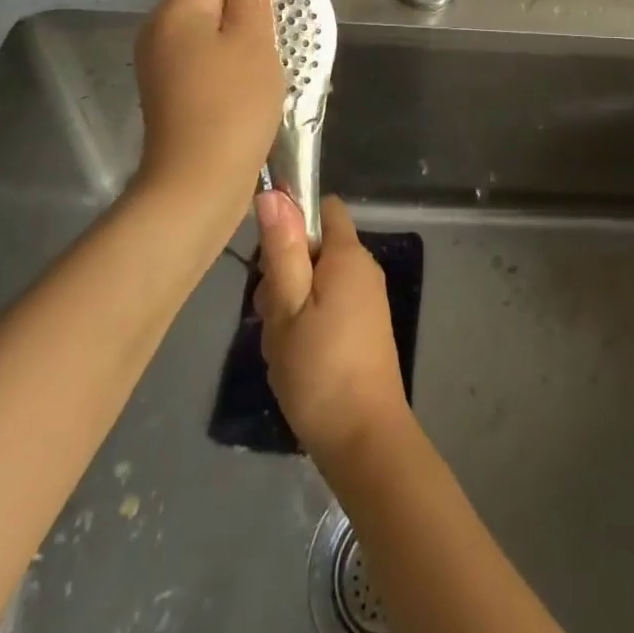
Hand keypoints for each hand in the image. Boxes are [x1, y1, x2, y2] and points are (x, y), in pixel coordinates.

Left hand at [132, 0, 281, 228]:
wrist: (197, 187)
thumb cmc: (233, 105)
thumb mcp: (254, 38)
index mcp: (177, 8)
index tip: (276, 16)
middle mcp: (159, 29)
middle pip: (215, 0)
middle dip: (250, 17)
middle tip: (273, 50)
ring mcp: (160, 62)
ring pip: (213, 32)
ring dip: (243, 45)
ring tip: (263, 74)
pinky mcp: (168, 91)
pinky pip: (205, 60)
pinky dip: (229, 68)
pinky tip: (246, 92)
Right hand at [254, 194, 410, 465]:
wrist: (364, 440)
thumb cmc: (320, 370)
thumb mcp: (288, 307)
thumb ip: (281, 249)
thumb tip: (273, 193)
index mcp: (348, 255)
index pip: (322, 208)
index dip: (291, 219)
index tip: (267, 255)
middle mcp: (363, 268)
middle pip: (314, 246)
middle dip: (283, 271)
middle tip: (268, 313)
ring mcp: (366, 299)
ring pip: (316, 280)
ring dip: (290, 303)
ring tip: (279, 343)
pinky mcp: (364, 328)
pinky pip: (327, 305)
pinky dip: (305, 322)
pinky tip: (292, 357)